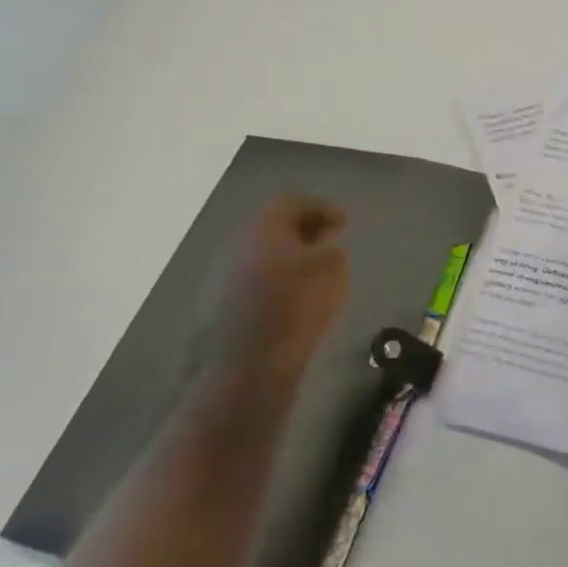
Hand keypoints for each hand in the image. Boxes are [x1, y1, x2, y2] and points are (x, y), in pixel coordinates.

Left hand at [216, 195, 349, 383]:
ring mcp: (225, 273)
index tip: (344, 223)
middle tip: (330, 240)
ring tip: (315, 268)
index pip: (292, 202)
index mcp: (264, 229)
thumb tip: (324, 247)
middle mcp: (239, 244)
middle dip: (304, 229)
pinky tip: (295, 292)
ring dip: (290, 253)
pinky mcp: (223, 302)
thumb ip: (332, 251)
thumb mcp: (332, 270)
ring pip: (263, 250)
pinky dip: (278, 274)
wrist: (249, 364)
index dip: (321, 208)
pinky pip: (256, 273)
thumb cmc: (296, 306)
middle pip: (273, 225)